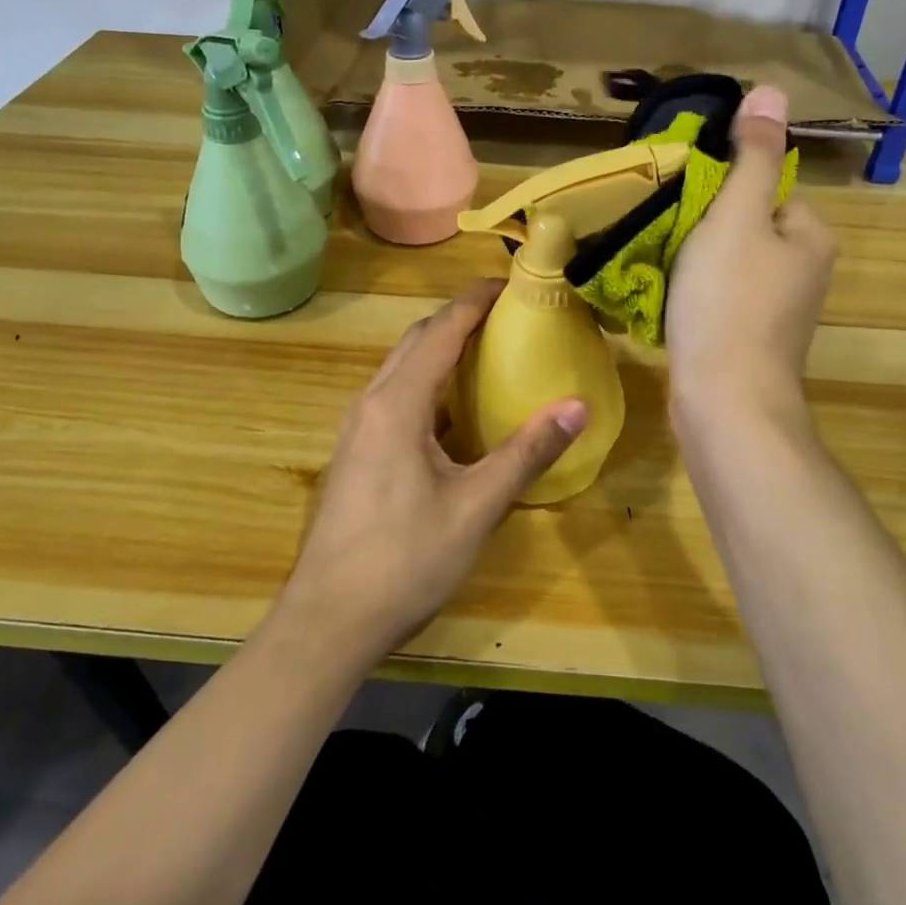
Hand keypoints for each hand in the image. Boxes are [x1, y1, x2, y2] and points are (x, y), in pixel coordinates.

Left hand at [278, 281, 587, 664]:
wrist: (328, 621)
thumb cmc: (405, 560)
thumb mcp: (476, 507)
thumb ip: (526, 453)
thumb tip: (577, 407)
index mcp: (398, 404)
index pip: (440, 331)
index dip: (474, 302)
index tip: (509, 283)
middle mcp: (371, 403)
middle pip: (415, 341)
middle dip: (457, 320)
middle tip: (505, 317)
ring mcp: (356, 429)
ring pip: (400, 369)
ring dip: (439, 351)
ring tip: (485, 355)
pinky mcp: (354, 454)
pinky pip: (394, 397)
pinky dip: (427, 385)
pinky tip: (454, 414)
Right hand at [666, 84, 837, 425]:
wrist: (725, 403)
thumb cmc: (729, 303)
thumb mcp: (737, 216)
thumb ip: (753, 156)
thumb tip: (771, 90)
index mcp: (811, 235)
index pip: (764, 187)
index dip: (719, 191)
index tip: (682, 205)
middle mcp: (805, 270)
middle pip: (744, 225)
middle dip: (702, 227)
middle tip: (663, 236)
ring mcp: (779, 310)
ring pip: (727, 262)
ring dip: (692, 261)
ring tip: (658, 267)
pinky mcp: (751, 339)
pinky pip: (719, 297)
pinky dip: (693, 295)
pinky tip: (668, 303)